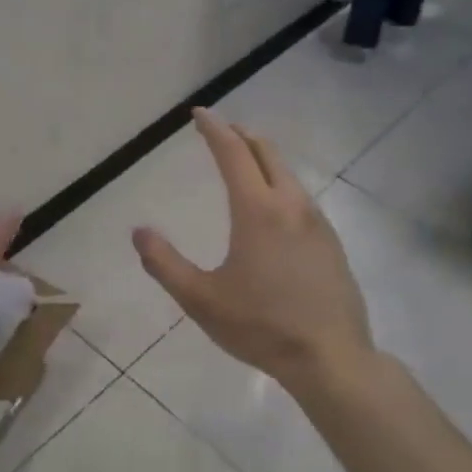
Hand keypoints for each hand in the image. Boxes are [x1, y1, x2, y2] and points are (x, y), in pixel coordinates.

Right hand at [133, 109, 373, 388]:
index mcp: (258, 211)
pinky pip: (302, 200)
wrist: (330, 357)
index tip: (199, 114)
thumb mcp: (201, 299)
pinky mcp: (332, 244)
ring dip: (265, 160)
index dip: (214, 130)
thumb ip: (165, 264)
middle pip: (267, 154)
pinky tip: (276, 209)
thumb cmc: (260, 326)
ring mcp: (318, 224)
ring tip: (246, 163)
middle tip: (222, 131)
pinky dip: (282, 186)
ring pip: (289, 176)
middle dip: (242, 137)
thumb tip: (139, 232)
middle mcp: (291, 206)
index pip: (233, 154)